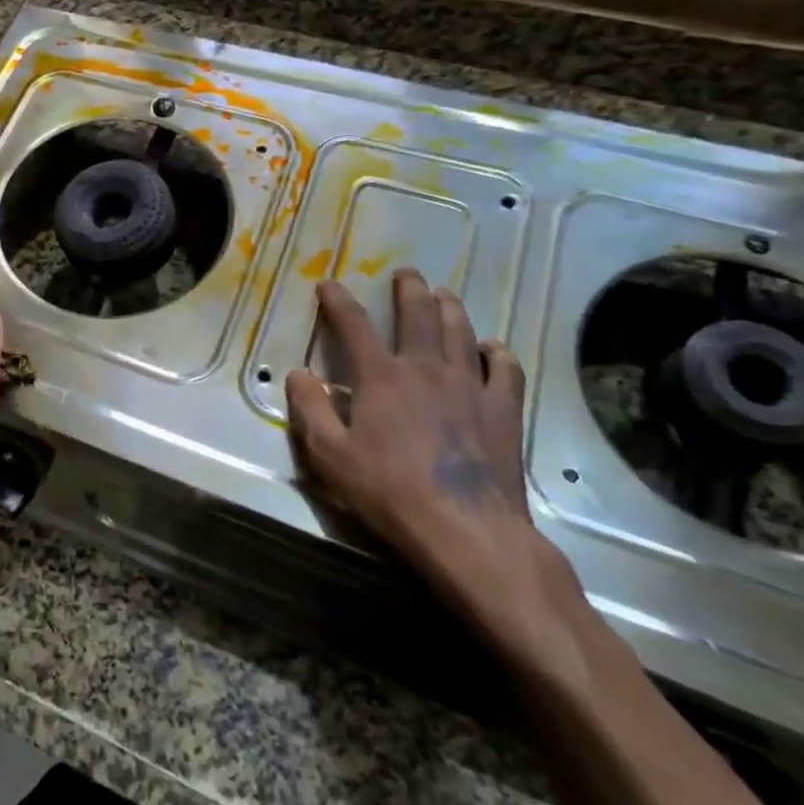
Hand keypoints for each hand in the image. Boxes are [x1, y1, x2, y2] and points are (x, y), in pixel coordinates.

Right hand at [286, 270, 594, 680]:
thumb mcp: (330, 456)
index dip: (338, 300)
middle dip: (409, 289)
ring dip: (451, 308)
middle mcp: (426, 368)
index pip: (354, 324)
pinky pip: (505, 370)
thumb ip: (311, 410)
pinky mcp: (503, 411)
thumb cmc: (389, 492)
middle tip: (406, 273)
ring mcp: (470, 386)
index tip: (328, 284)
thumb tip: (298, 374)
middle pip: (419, 314)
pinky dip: (497, 353)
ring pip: (461, 332)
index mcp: (381, 377)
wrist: (466, 531)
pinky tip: (492, 348)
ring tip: (444, 294)